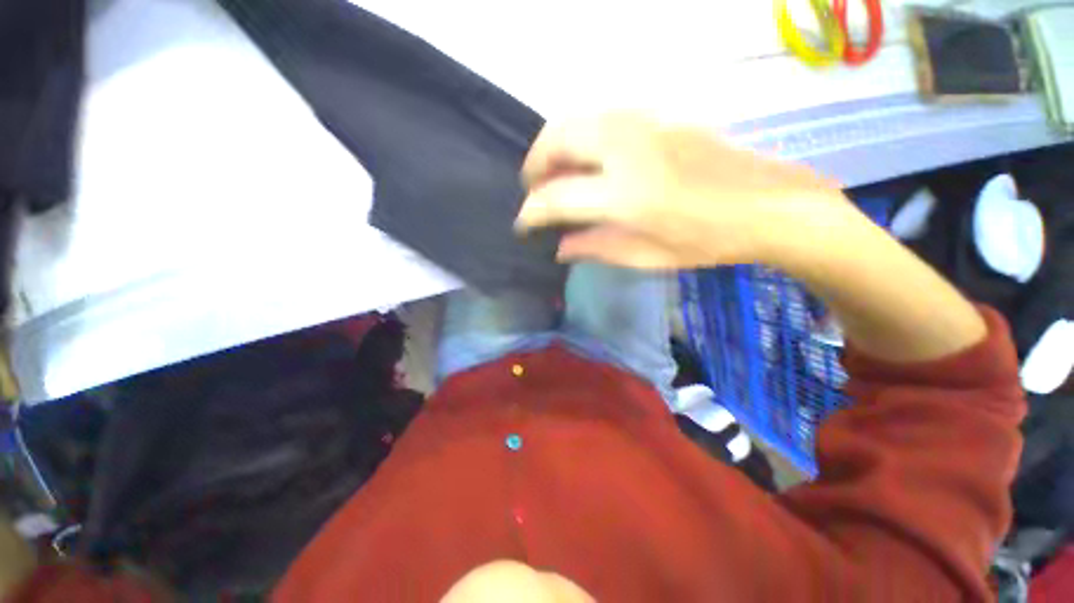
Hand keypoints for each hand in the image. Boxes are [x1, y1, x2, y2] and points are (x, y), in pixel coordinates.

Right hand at [518, 113, 985, 361]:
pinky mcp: (655, 119)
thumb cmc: (707, 241)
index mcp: (625, 195)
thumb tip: (560, 247)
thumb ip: (595, 248)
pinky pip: (599, 120)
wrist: (767, 204)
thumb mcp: (646, 257)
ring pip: (576, 120)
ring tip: (555, 175)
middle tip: (533, 191)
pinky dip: (579, 138)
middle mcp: (626, 150)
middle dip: (535, 165)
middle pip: (557, 139)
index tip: (523, 225)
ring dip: (554, 147)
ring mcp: (642, 126)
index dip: (531, 213)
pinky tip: (586, 162)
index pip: (556, 198)